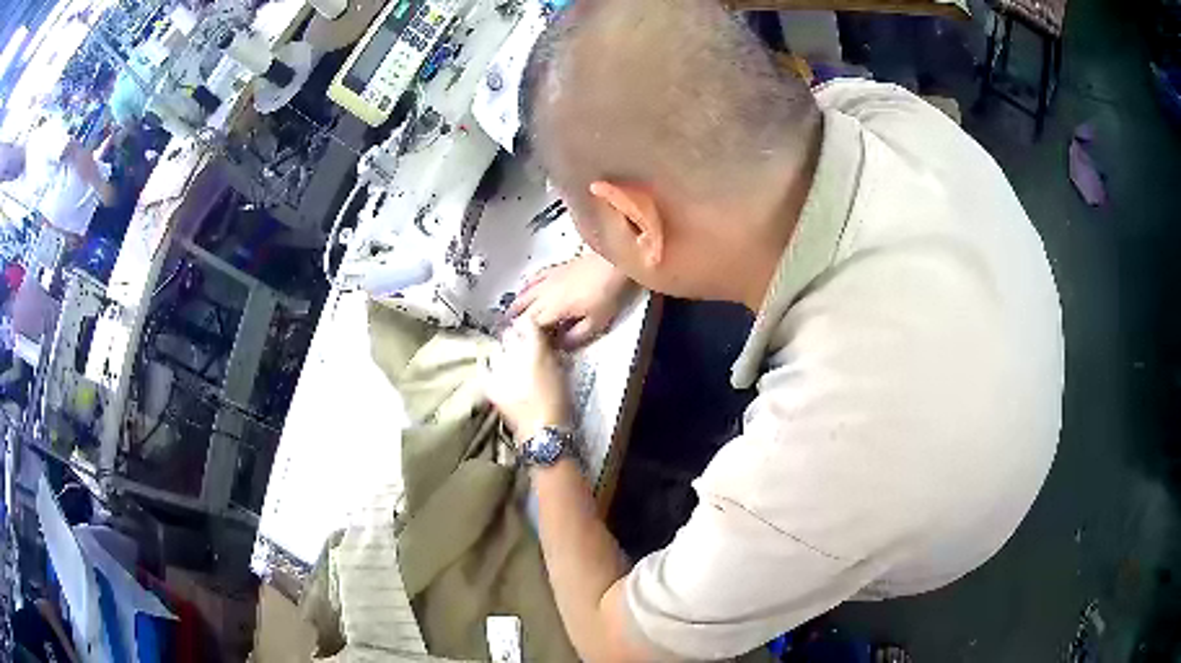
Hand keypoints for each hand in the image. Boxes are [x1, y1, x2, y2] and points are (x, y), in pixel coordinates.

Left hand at [485, 318, 571, 440]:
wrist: (542, 430)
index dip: (528, 326)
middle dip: (514, 339)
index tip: (530, 330)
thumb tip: (542, 343)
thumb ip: (549, 352)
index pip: (527, 323)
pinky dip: (488, 366)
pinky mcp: (488, 383)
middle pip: (509, 334)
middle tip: (521, 348)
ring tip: (509, 364)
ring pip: (496, 350)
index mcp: (536, 349)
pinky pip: (483, 366)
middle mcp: (515, 354)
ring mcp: (499, 369)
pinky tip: (493, 369)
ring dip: (502, 354)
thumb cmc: (558, 403)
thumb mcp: (561, 371)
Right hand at [510, 251, 633, 348]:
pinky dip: (526, 285)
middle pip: (526, 310)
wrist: (612, 263)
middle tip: (511, 333)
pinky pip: (535, 277)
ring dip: (517, 305)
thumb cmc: (606, 294)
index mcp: (553, 309)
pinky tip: (523, 287)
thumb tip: (560, 346)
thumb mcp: (595, 322)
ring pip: (526, 293)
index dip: (527, 337)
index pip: (533, 326)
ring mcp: (549, 279)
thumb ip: (576, 336)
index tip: (524, 346)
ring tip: (509, 314)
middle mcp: (545, 294)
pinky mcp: (555, 269)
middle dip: (517, 322)